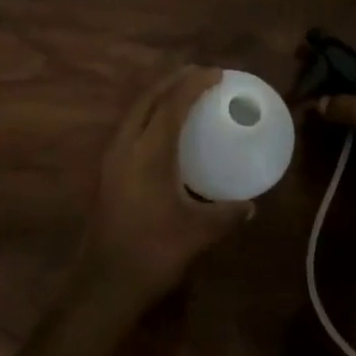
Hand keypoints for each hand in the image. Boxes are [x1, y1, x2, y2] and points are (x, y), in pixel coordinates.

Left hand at [80, 66, 252, 304]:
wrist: (104, 282)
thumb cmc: (154, 252)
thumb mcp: (199, 232)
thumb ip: (228, 214)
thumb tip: (251, 205)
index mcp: (149, 152)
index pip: (172, 104)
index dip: (194, 84)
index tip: (216, 72)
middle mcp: (126, 145)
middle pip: (148, 98)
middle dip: (173, 80)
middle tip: (199, 74)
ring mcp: (112, 157)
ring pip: (135, 111)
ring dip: (158, 95)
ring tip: (182, 92)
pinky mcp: (107, 171)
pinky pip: (130, 126)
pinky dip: (148, 114)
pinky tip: (162, 128)